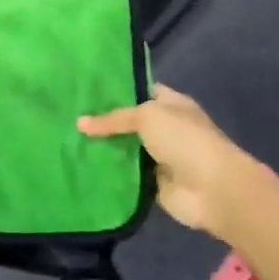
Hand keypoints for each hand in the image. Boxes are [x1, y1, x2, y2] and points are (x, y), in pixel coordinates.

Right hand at [78, 84, 251, 238]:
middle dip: (103, 123)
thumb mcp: (147, 116)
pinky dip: (109, 175)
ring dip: (103, 150)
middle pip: (129, 123)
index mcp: (171, 105)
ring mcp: (159, 158)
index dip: (115, 91)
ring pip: (124, 150)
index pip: (140, 92)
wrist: (212, 188)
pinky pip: (126, 176)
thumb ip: (113, 119)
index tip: (83, 91)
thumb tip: (79, 122)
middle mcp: (165, 129)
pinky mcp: (152, 184)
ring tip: (67, 143)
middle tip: (66, 117)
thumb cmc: (184, 140)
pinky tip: (81, 169)